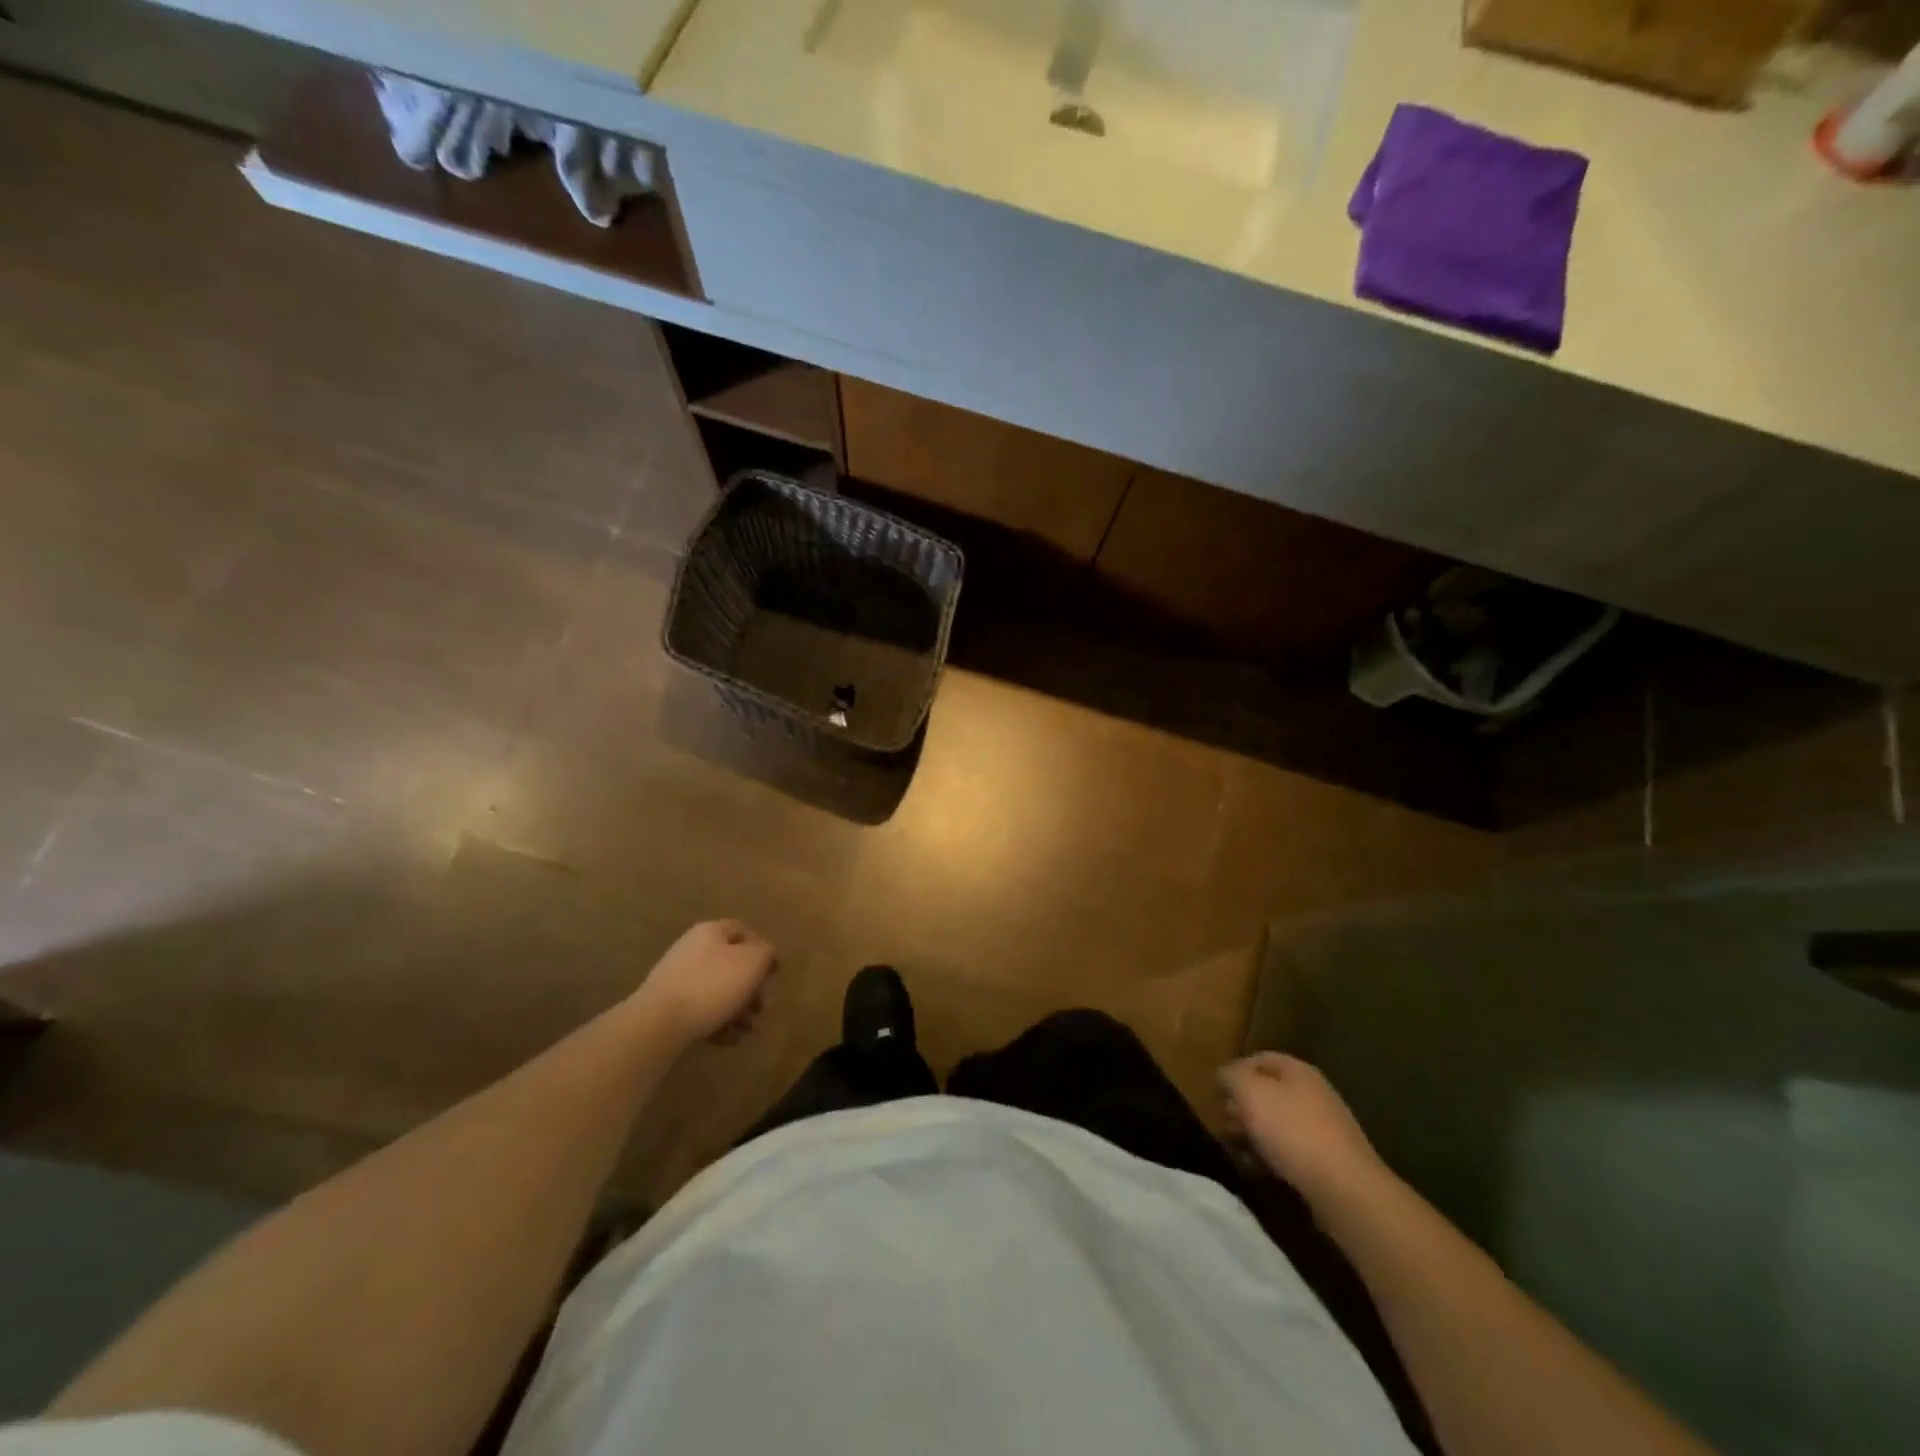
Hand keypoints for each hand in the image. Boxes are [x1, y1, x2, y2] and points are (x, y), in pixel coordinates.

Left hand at [636, 920, 776, 1046]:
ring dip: (738, 1009)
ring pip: (718, 990)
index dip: (763, 950)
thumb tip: (764, 956)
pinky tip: (728, 1039)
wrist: (658, 1023)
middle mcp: (693, 949)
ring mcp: (677, 978)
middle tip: (762, 1008)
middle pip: (732, 964)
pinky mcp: (668, 1006)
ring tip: (747, 1030)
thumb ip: (766, 953)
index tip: (773, 975)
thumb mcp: (753, 962)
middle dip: (752, 988)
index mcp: (711, 932)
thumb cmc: (712, 986)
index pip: (744, 932)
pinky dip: (718, 1022)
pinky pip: (701, 1010)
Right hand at [1219, 1052, 1386, 1202]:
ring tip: (1237, 1150)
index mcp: (1297, 1070)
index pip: (1258, 1058)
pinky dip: (1272, 1156)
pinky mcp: (1328, 1160)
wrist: (1345, 1189)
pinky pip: (1291, 1150)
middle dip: (1242, 1106)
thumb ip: (1231, 1076)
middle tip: (1223, 1124)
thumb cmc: (1292, 1131)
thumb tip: (1225, 1075)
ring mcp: (1324, 1127)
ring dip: (1254, 1134)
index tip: (1216, 1093)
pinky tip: (1259, 1169)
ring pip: (1277, 1123)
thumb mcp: (1249, 1092)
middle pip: (1268, 1092)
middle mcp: (1313, 1093)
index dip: (1234, 1072)